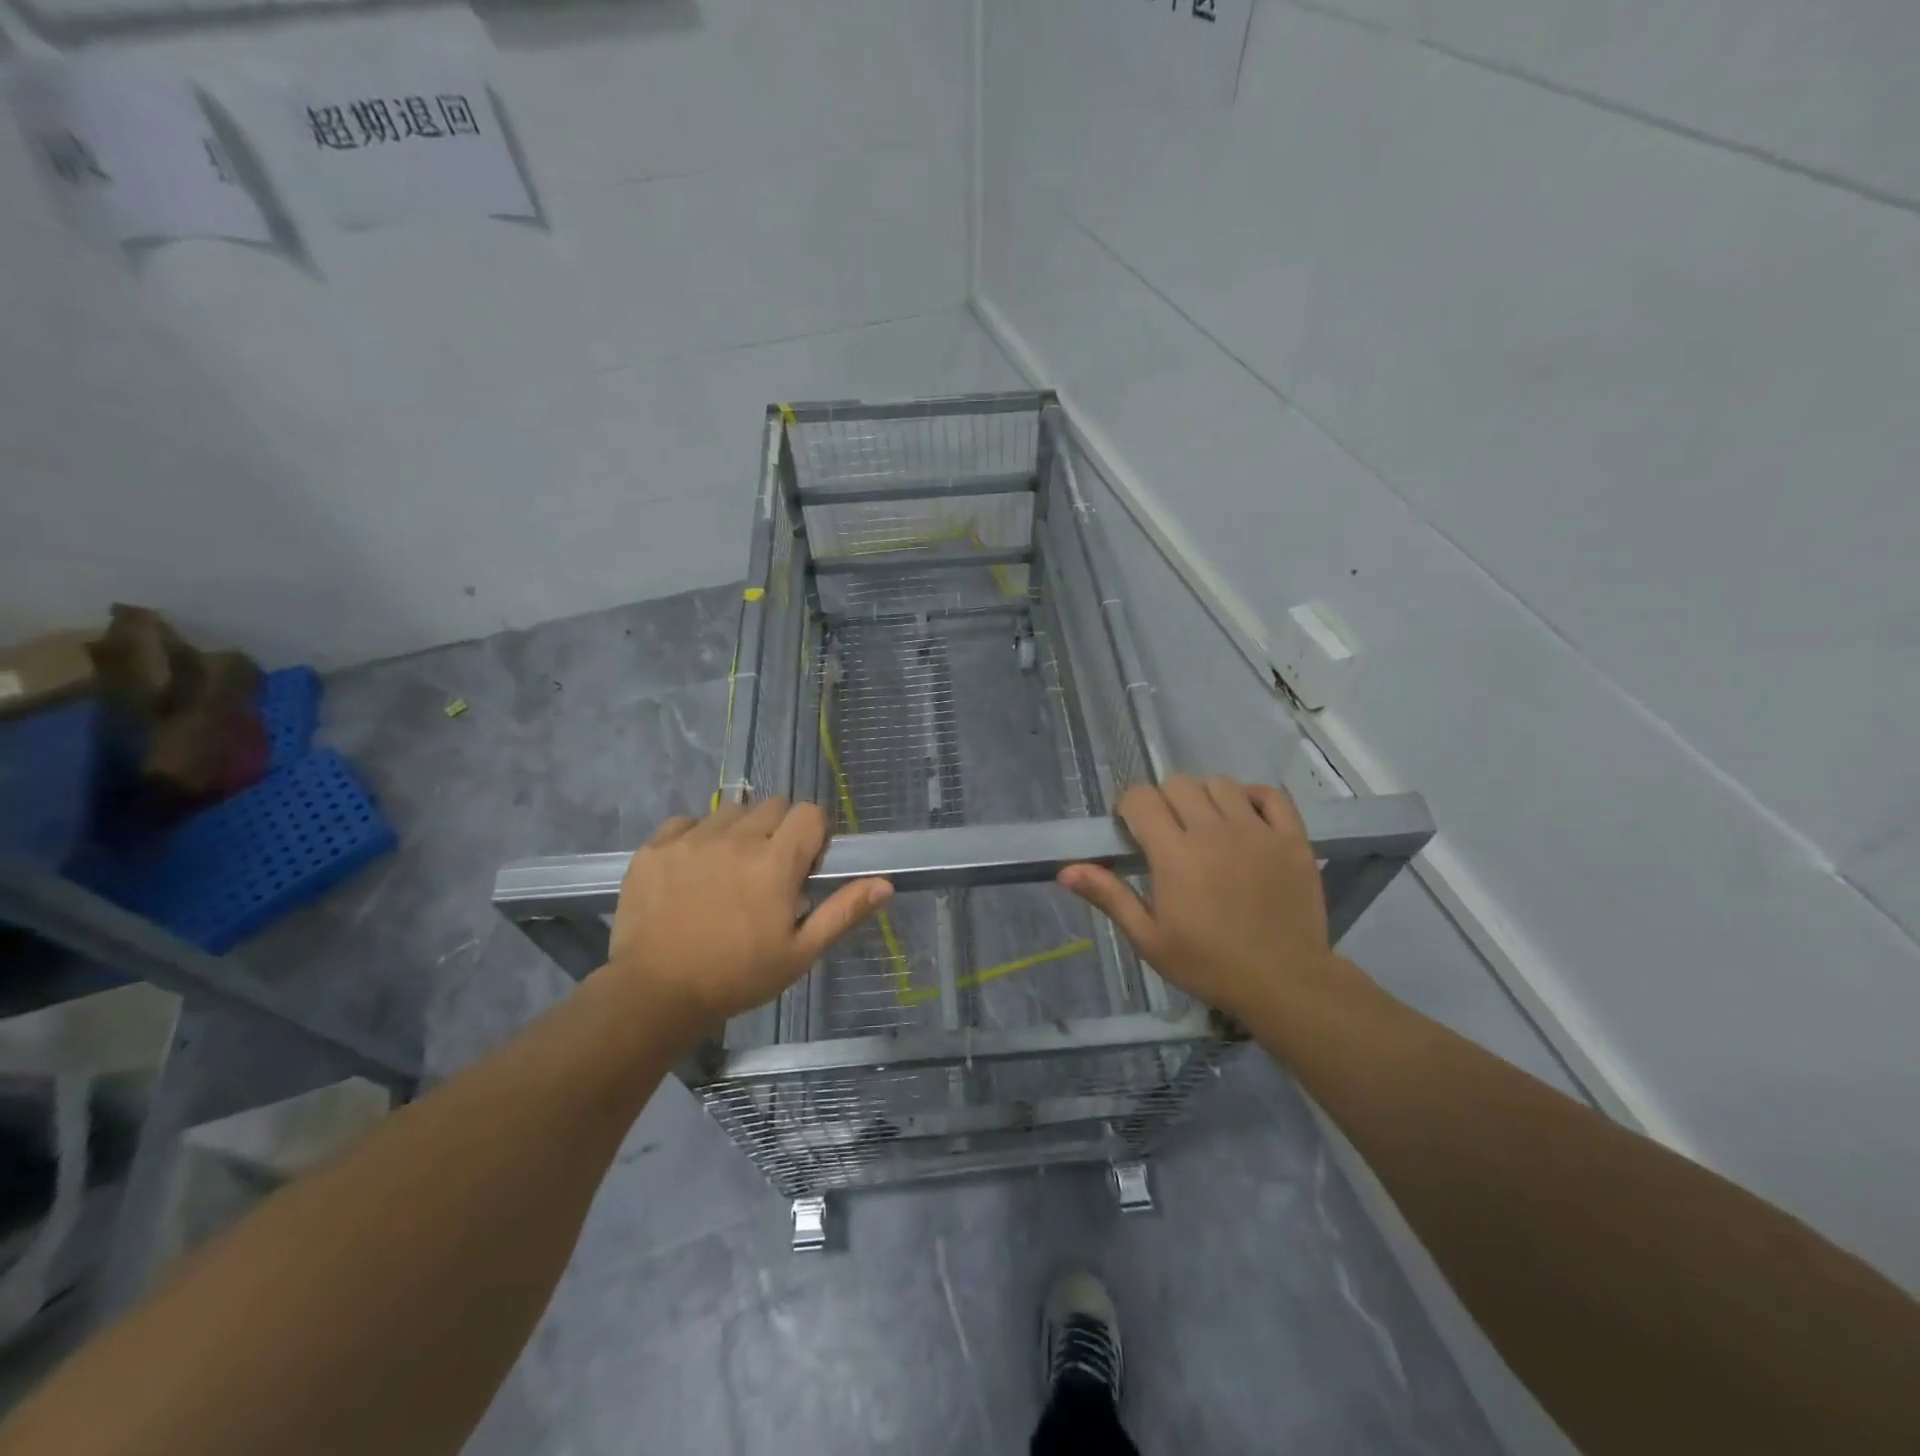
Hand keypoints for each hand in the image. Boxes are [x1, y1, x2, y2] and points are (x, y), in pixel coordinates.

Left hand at [606, 799, 891, 1038]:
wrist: (654, 994)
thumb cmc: (737, 976)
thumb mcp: (800, 953)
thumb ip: (843, 911)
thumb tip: (885, 883)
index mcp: (775, 862)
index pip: (809, 813)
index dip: (814, 834)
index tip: (806, 864)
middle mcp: (736, 838)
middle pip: (772, 805)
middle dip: (779, 830)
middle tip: (768, 871)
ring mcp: (691, 839)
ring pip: (731, 810)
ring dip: (740, 831)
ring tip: (730, 870)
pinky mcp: (655, 847)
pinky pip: (687, 822)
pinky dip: (696, 837)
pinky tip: (693, 870)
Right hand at [1058, 775, 1338, 1025]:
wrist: (1285, 984)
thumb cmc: (1209, 965)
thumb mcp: (1149, 939)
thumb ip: (1110, 897)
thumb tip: (1065, 871)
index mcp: (1175, 855)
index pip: (1141, 798)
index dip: (1129, 807)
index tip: (1131, 830)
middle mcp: (1214, 832)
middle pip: (1178, 784)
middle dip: (1163, 801)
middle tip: (1167, 832)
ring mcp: (1257, 831)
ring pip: (1221, 784)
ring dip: (1204, 797)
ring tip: (1205, 826)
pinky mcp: (1291, 838)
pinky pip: (1271, 795)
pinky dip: (1253, 796)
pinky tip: (1244, 817)